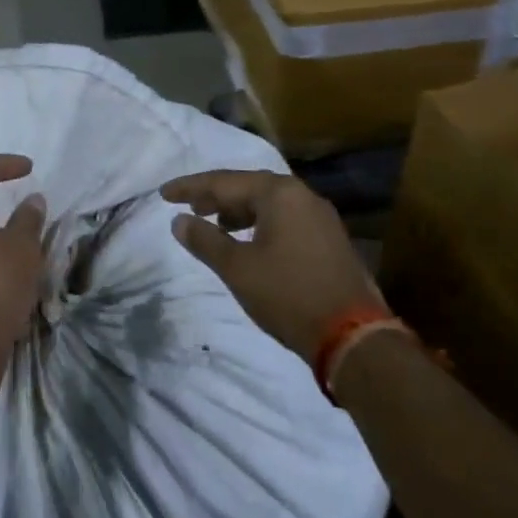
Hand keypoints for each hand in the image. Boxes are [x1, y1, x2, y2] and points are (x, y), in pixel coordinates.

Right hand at [164, 170, 388, 363]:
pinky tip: (249, 241)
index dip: (190, 187)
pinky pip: (285, 218)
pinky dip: (260, 223)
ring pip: (269, 202)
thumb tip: (179, 220)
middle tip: (189, 206)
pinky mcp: (329, 238)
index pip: (224, 181)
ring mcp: (320, 216)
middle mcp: (301, 195)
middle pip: (249, 186)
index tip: (164, 194)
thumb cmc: (288, 295)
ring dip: (238, 210)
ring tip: (215, 224)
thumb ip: (205, 240)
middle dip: (216, 196)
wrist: (352, 336)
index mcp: (279, 193)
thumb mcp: (237, 269)